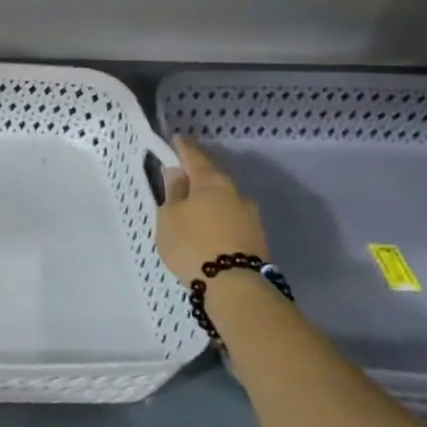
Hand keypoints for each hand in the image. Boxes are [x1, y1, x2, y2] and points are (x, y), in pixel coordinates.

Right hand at [156, 135, 269, 283]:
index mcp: (211, 181)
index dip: (183, 147)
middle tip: (181, 177)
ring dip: (210, 199)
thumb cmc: (192, 244)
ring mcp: (250, 214)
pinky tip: (209, 228)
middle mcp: (235, 192)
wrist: (235, 286)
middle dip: (198, 175)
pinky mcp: (257, 236)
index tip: (176, 140)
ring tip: (194, 209)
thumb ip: (173, 193)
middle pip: (213, 177)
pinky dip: (219, 217)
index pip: (195, 155)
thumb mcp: (169, 218)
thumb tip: (177, 172)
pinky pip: (232, 218)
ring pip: (225, 198)